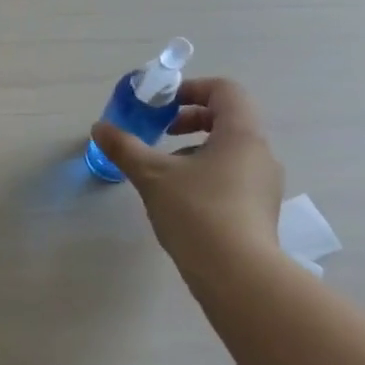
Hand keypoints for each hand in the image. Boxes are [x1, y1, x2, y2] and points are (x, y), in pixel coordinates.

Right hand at [91, 78, 284, 271]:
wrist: (238, 276)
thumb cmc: (197, 212)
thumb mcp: (153, 176)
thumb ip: (125, 147)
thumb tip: (99, 128)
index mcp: (241, 134)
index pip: (225, 90)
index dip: (193, 89)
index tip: (164, 105)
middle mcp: (261, 153)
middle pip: (229, 119)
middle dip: (192, 120)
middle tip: (162, 132)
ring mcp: (265, 185)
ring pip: (231, 151)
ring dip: (197, 150)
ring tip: (166, 172)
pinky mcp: (261, 212)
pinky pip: (235, 178)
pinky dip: (208, 175)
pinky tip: (183, 202)